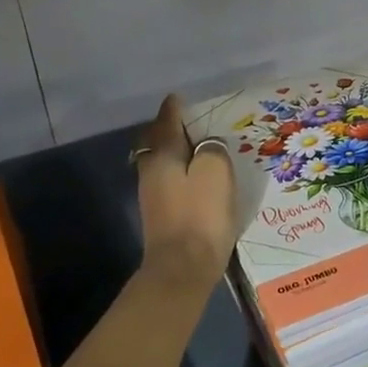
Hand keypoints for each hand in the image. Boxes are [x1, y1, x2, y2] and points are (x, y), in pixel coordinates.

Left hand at [133, 95, 237, 296]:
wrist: (183, 268)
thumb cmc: (200, 214)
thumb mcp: (215, 171)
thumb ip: (212, 150)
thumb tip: (208, 146)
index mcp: (163, 156)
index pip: (166, 123)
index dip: (173, 109)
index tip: (177, 97)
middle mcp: (151, 171)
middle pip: (157, 142)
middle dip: (169, 129)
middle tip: (188, 121)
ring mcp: (153, 195)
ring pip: (162, 161)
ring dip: (176, 151)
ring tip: (196, 145)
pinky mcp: (161, 214)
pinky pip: (169, 179)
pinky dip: (180, 170)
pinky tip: (195, 175)